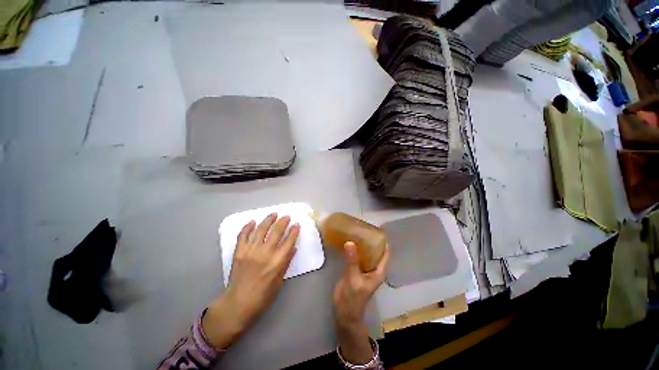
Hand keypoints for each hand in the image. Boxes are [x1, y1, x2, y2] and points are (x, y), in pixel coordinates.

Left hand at [202, 214, 299, 348]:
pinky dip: (247, 227)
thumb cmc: (262, 296)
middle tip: (287, 216)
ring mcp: (251, 251)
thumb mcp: (280, 281)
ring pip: (261, 229)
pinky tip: (252, 221)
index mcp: (277, 262)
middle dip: (283, 221)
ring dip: (268, 220)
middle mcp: (265, 253)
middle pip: (277, 231)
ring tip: (274, 214)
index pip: (289, 241)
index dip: (294, 231)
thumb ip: (286, 263)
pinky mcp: (239, 252)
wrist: (237, 304)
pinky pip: (243, 235)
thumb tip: (293, 248)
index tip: (297, 224)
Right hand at [333, 241, 388, 363]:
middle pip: (375, 250)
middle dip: (370, 240)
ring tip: (355, 231)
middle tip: (362, 227)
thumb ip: (352, 261)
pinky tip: (348, 241)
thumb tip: (350, 242)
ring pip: (365, 252)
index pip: (385, 253)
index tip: (376, 229)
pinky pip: (356, 256)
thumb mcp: (353, 278)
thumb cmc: (353, 298)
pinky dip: (354, 249)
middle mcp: (373, 268)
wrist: (344, 312)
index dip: (383, 241)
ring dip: (361, 243)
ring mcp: (364, 268)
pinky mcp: (355, 269)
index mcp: (378, 271)